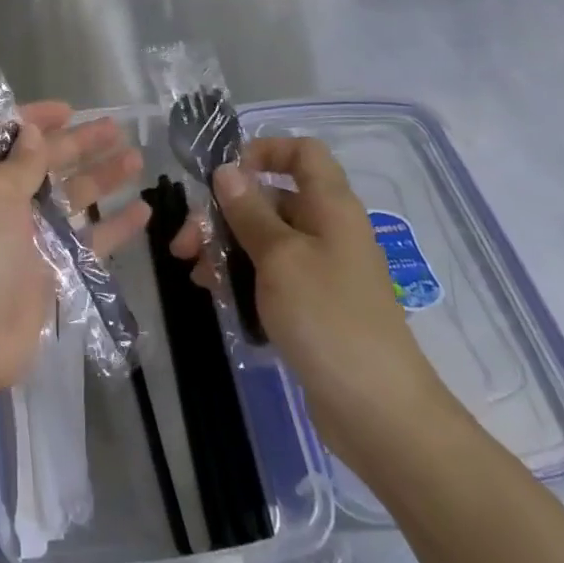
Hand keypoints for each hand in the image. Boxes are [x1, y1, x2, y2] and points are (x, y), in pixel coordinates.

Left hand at [0, 104, 149, 420]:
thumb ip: (20, 163)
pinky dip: (112, 228)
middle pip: (40, 163)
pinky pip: (85, 242)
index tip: (67, 110)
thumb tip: (33, 133)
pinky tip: (142, 211)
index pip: (0, 134)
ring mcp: (22, 238)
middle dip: (76, 144)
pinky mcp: (48, 272)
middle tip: (116, 128)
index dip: (32, 118)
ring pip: (68, 199)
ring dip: (100, 178)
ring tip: (136, 159)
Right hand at [172, 135, 452, 468]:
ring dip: (225, 246)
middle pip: (271, 197)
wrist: (377, 411)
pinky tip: (214, 293)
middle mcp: (327, 229)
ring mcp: (320, 269)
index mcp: (330, 206)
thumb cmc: (327, 318)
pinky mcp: (311, 304)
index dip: (264, 151)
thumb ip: (248, 211)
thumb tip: (227, 170)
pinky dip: (241, 276)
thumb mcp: (279, 257)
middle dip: (224, 211)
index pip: (303, 152)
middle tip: (186, 242)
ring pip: (264, 238)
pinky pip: (270, 273)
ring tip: (194, 273)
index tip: (225, 175)